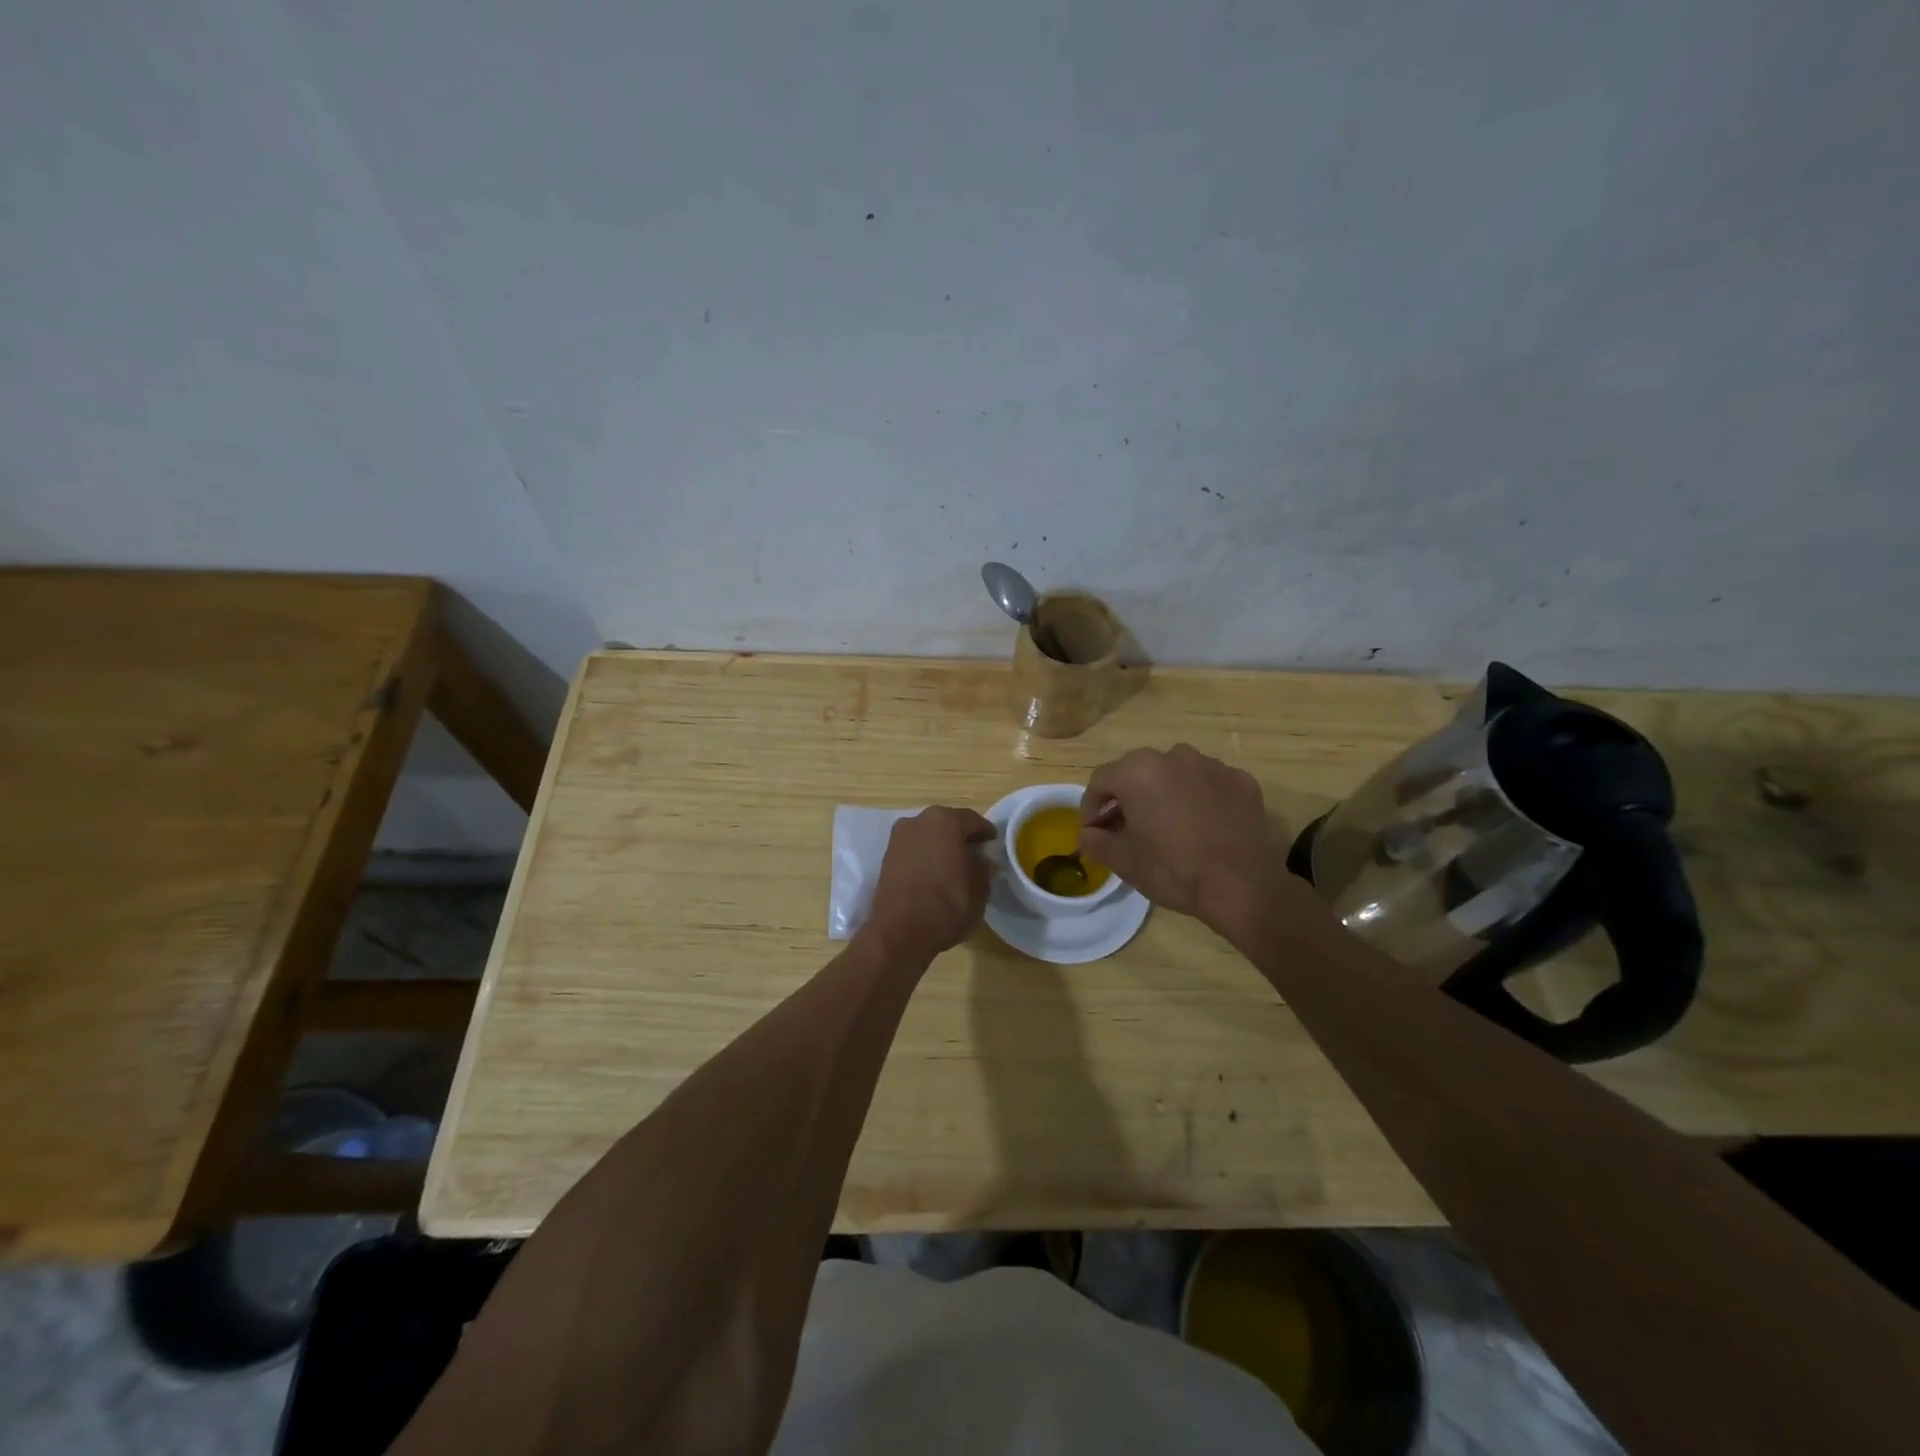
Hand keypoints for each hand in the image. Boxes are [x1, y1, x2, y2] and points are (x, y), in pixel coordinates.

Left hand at [864, 806, 996, 959]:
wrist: (899, 932)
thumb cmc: (948, 904)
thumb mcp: (980, 887)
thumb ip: (983, 866)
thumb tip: (980, 859)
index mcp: (946, 820)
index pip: (973, 821)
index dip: (986, 834)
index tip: (993, 846)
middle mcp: (919, 820)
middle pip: (947, 825)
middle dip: (960, 838)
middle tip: (974, 857)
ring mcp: (898, 838)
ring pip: (928, 837)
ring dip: (940, 848)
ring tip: (952, 869)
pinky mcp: (885, 858)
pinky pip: (913, 852)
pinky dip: (924, 859)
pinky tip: (933, 876)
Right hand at [1079, 745, 1292, 930]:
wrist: (1242, 886)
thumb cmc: (1173, 869)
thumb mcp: (1123, 861)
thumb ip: (1096, 841)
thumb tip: (1089, 833)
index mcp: (1138, 771)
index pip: (1101, 781)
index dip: (1091, 808)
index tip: (1094, 832)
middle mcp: (1174, 756)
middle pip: (1138, 773)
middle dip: (1128, 798)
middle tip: (1128, 829)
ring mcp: (1212, 765)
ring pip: (1176, 775)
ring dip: (1165, 794)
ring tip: (1169, 827)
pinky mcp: (1242, 781)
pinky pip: (1210, 785)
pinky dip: (1201, 799)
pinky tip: (1204, 827)